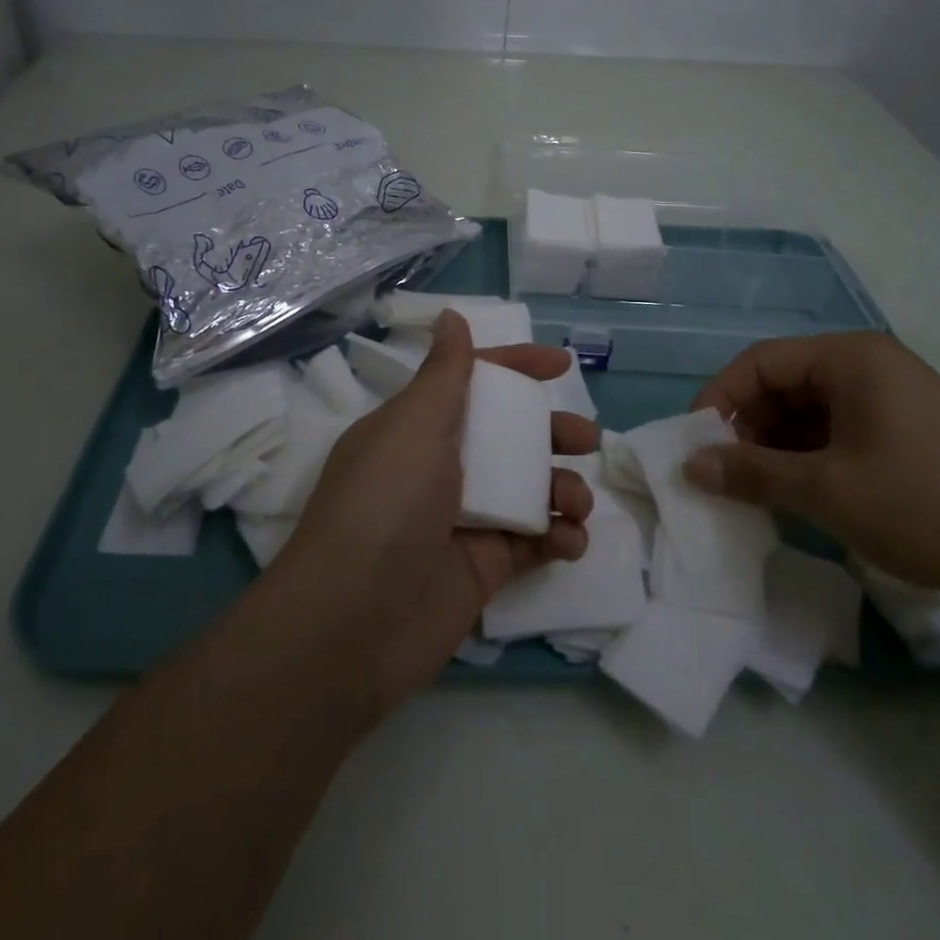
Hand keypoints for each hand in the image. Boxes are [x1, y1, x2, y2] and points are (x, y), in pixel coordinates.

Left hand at [279, 311, 595, 714]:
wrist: (354, 623)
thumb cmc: (387, 504)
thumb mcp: (414, 425)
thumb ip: (445, 372)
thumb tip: (451, 316)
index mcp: (419, 427)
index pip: (474, 382)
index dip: (516, 367)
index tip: (562, 365)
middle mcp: (441, 467)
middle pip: (510, 436)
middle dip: (553, 432)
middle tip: (585, 440)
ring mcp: (465, 519)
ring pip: (529, 488)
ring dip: (563, 488)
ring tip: (576, 502)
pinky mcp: (483, 568)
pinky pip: (534, 541)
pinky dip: (559, 537)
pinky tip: (569, 541)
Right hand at [684, 332, 939, 606]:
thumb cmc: (925, 505)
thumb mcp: (827, 490)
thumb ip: (751, 473)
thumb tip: (689, 466)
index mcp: (849, 358)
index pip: (759, 362)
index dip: (718, 400)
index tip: (694, 446)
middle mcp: (869, 366)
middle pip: (783, 384)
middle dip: (747, 427)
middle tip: (725, 475)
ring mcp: (893, 400)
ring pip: (809, 412)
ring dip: (776, 447)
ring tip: (759, 492)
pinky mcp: (908, 433)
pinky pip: (838, 432)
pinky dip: (809, 459)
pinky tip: (801, 496)